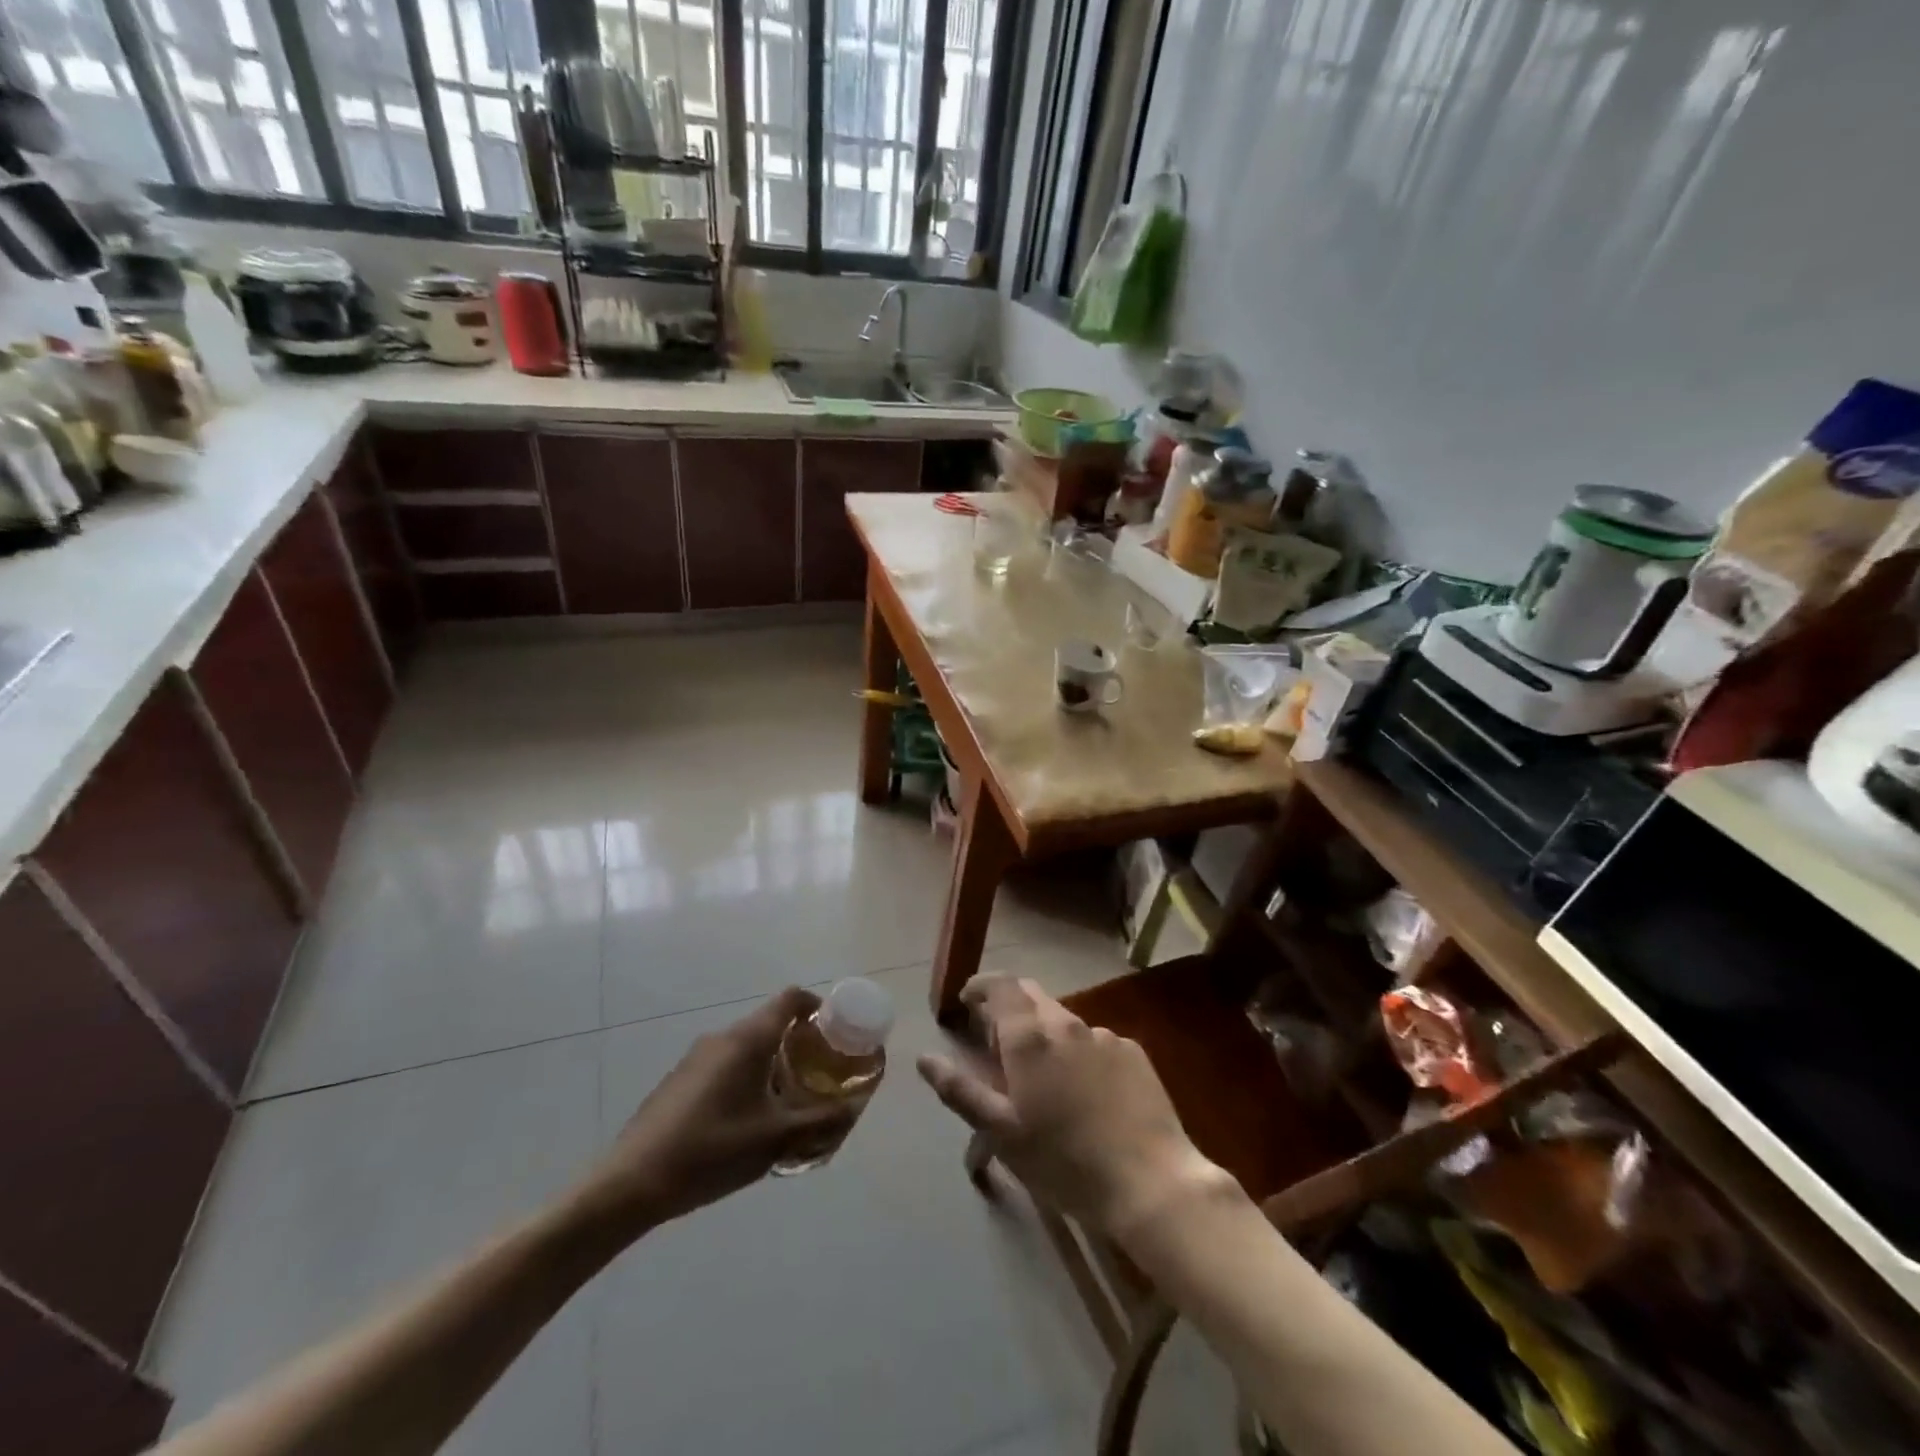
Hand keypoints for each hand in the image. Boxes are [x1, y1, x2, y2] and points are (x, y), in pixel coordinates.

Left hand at [573, 987, 858, 1237]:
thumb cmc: (711, 1150)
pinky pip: (725, 1066)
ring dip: (772, 1064)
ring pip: (747, 1047)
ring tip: (787, 1105)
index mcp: (748, 1038)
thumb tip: (853, 1109)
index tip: (835, 1032)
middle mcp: (722, 1037)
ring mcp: (696, 1057)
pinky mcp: (679, 1081)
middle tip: (819, 1075)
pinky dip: (746, 1079)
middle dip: (799, 1043)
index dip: (818, 1006)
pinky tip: (746, 1124)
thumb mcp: (776, 1139)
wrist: (631, 1183)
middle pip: (770, 1022)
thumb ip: (821, 1122)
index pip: (791, 998)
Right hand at [917, 976, 1232, 1236]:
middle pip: (1032, 995)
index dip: (981, 986)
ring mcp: (1104, 1036)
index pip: (1001, 986)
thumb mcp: (1002, 1133)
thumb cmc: (1065, 1161)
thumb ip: (960, 1090)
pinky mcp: (1134, 1053)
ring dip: (1045, 1033)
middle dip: (1010, 1006)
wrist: (1151, 1183)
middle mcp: (1066, 1023)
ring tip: (1043, 1076)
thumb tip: (924, 1057)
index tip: (968, 1002)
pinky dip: (1078, 1053)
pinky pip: (1095, 1042)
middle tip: (997, 1039)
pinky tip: (1085, 1093)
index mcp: (1030, 1037)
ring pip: (1064, 1020)